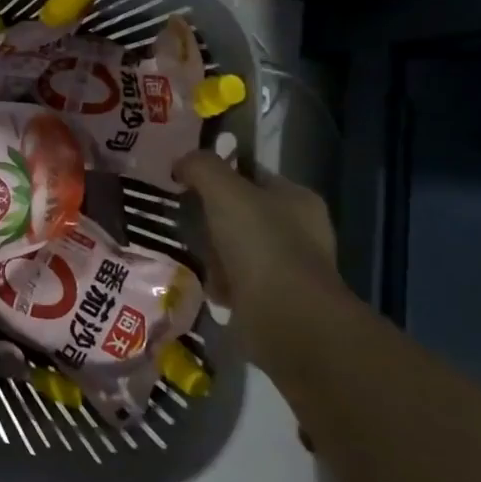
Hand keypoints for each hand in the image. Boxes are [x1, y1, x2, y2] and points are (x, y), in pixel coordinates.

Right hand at [173, 150, 344, 370]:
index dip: (219, 173)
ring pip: (236, 247)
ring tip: (187, 249)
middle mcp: (299, 231)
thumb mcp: (225, 191)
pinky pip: (236, 281)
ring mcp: (289, 268)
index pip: (252, 174)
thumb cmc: (260, 245)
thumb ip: (202, 167)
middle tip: (181, 215)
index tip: (185, 180)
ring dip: (212, 250)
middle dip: (211, 215)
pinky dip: (218, 281)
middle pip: (242, 212)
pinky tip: (202, 281)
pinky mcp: (274, 300)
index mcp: (297, 198)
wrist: (286, 319)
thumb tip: (182, 162)